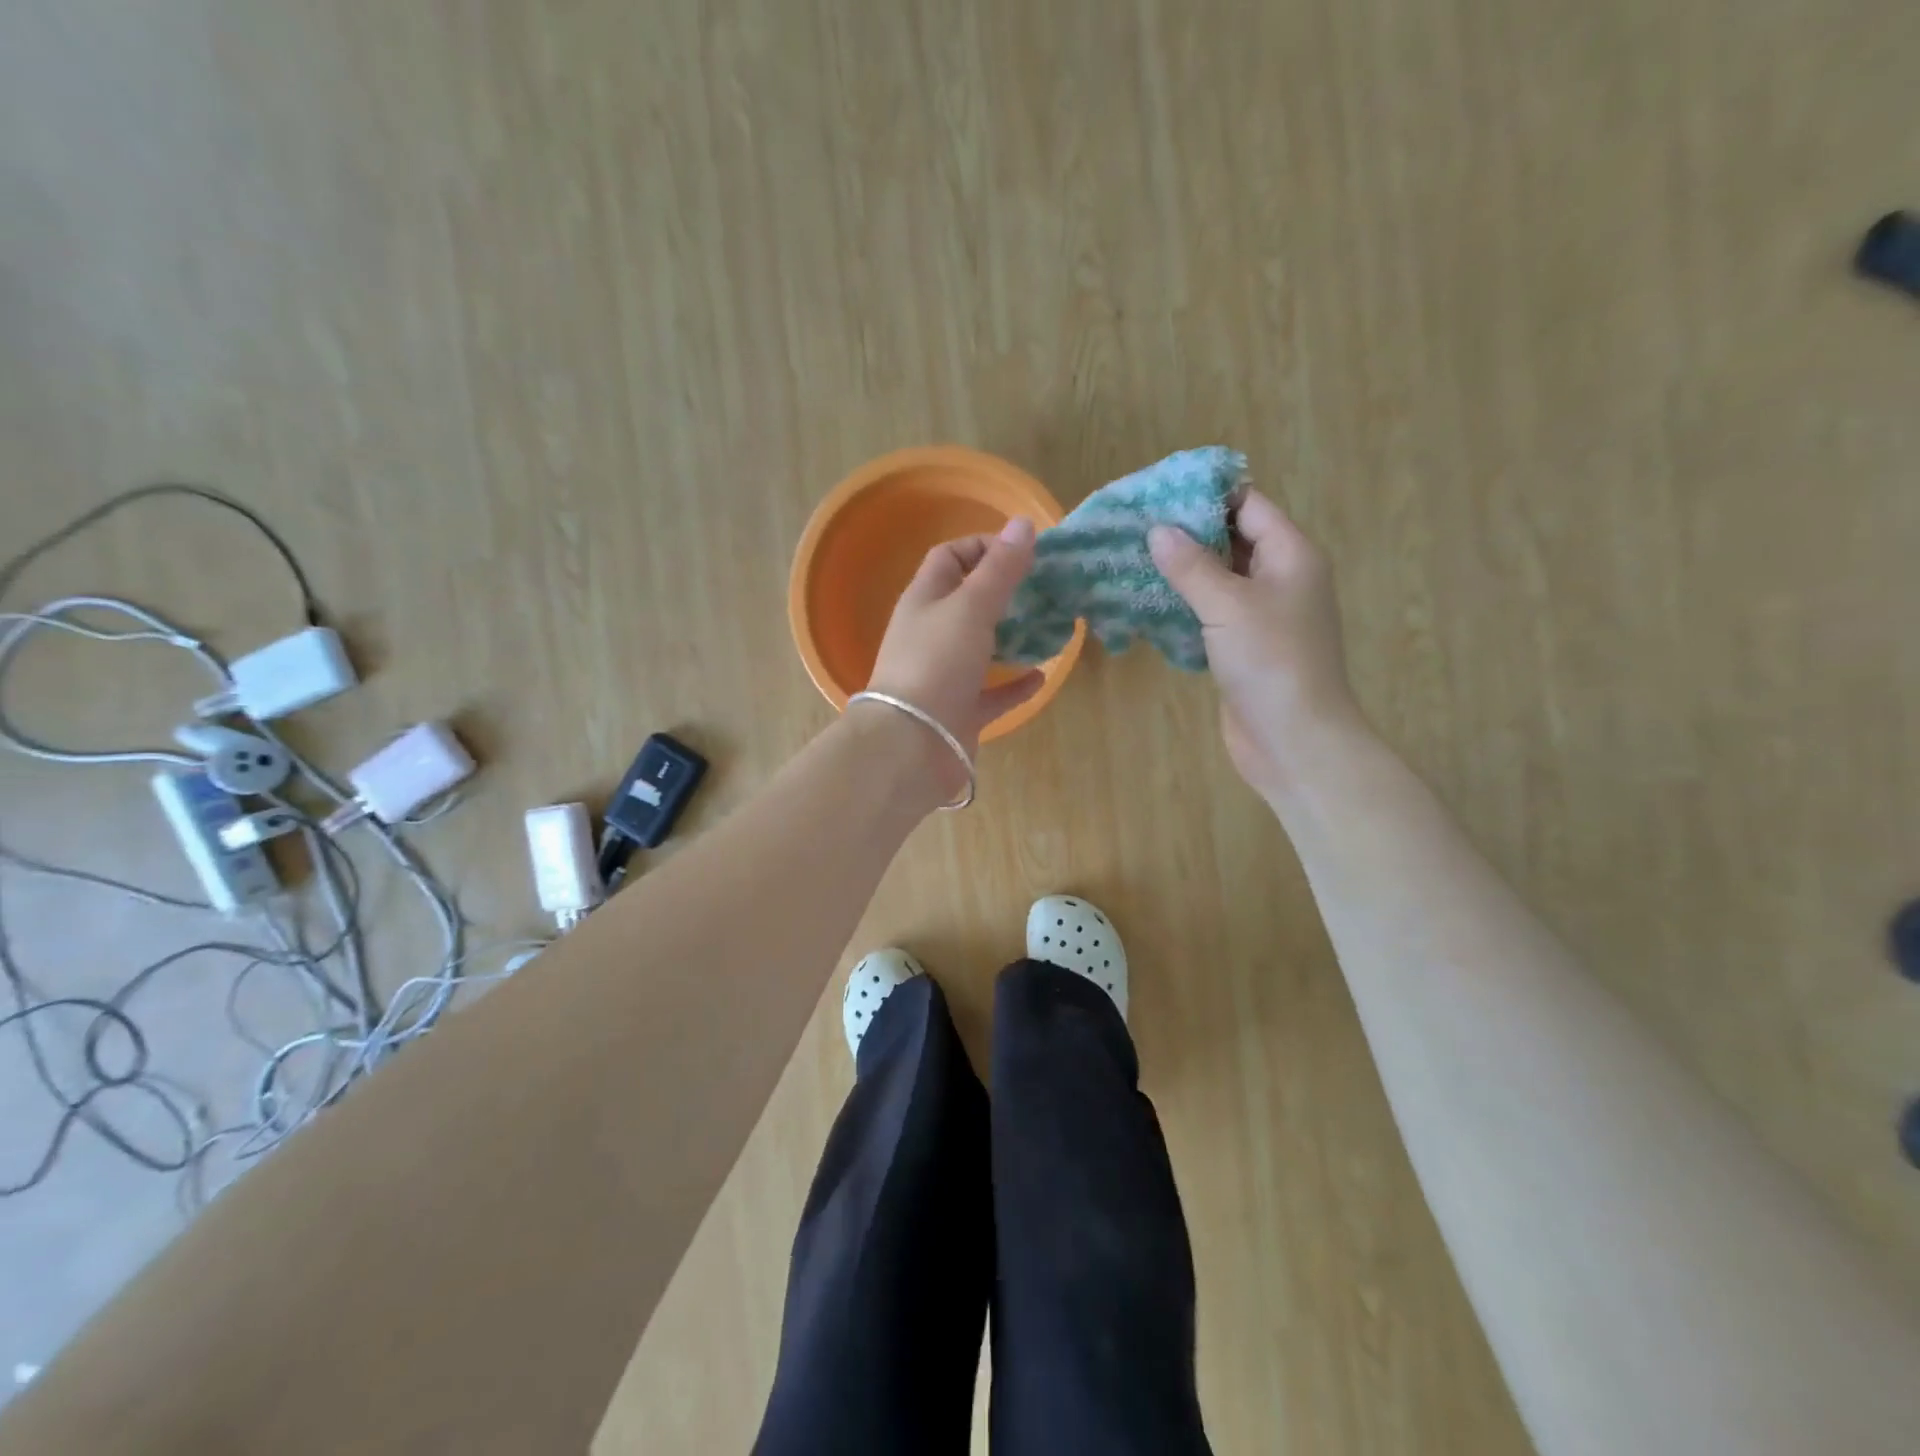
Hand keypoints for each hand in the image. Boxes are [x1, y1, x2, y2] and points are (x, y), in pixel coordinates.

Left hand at [860, 517, 1044, 782]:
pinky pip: (992, 693)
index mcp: (924, 600)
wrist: (912, 744)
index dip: (983, 546)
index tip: (1023, 552)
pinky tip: (1042, 676)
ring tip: (1050, 626)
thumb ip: (999, 569)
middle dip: (1005, 592)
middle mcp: (931, 633)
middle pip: (968, 601)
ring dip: (1012, 636)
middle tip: (1045, 589)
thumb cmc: (937, 663)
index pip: (949, 557)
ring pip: (981, 647)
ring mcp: (944, 674)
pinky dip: (1015, 684)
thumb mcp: (971, 607)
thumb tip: (1023, 523)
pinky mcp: (959, 711)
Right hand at [1149, 490, 1364, 797]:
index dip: (1206, 495)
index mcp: (1291, 555)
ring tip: (1132, 559)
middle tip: (1135, 527)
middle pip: (1232, 540)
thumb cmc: (1271, 662)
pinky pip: (1212, 613)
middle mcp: (1280, 578)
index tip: (1158, 493)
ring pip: (1219, 579)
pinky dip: (1184, 605)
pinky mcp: (1244, 647)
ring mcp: (1263, 615)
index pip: (1249, 505)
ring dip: (1181, 571)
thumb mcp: (1228, 605)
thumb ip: (1191, 565)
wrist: (1294, 740)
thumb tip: (1157, 530)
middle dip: (1187, 533)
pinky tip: (1148, 603)